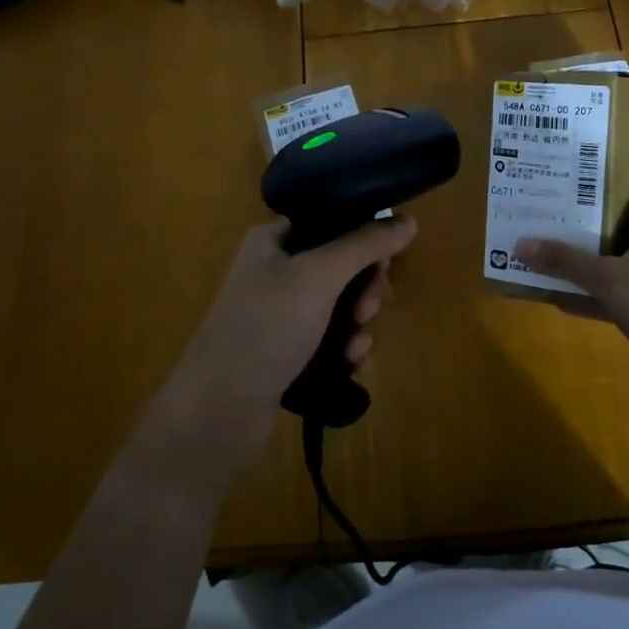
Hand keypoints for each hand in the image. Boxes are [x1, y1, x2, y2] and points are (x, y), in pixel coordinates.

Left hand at [173, 216, 417, 419]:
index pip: (334, 222)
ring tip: (355, 349)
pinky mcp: (289, 349)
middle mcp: (278, 269)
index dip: (365, 241)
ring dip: (360, 325)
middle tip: (367, 311)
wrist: (219, 408)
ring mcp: (282, 312)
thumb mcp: (319, 276)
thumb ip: (365, 244)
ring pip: (343, 305)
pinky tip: (352, 366)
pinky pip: (332, 337)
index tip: (383, 266)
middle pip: (344, 267)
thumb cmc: (266, 327)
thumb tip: (409, 220)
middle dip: (365, 291)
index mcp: (275, 240)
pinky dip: (347, 348)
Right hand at [514, 193, 628, 375]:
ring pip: (615, 268)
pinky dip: (592, 299)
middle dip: (585, 229)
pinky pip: (615, 299)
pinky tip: (561, 301)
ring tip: (546, 258)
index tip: (572, 191)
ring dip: (586, 266)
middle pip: (619, 233)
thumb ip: (565, 261)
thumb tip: (520, 243)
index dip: (607, 192)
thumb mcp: (608, 278)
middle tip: (548, 223)